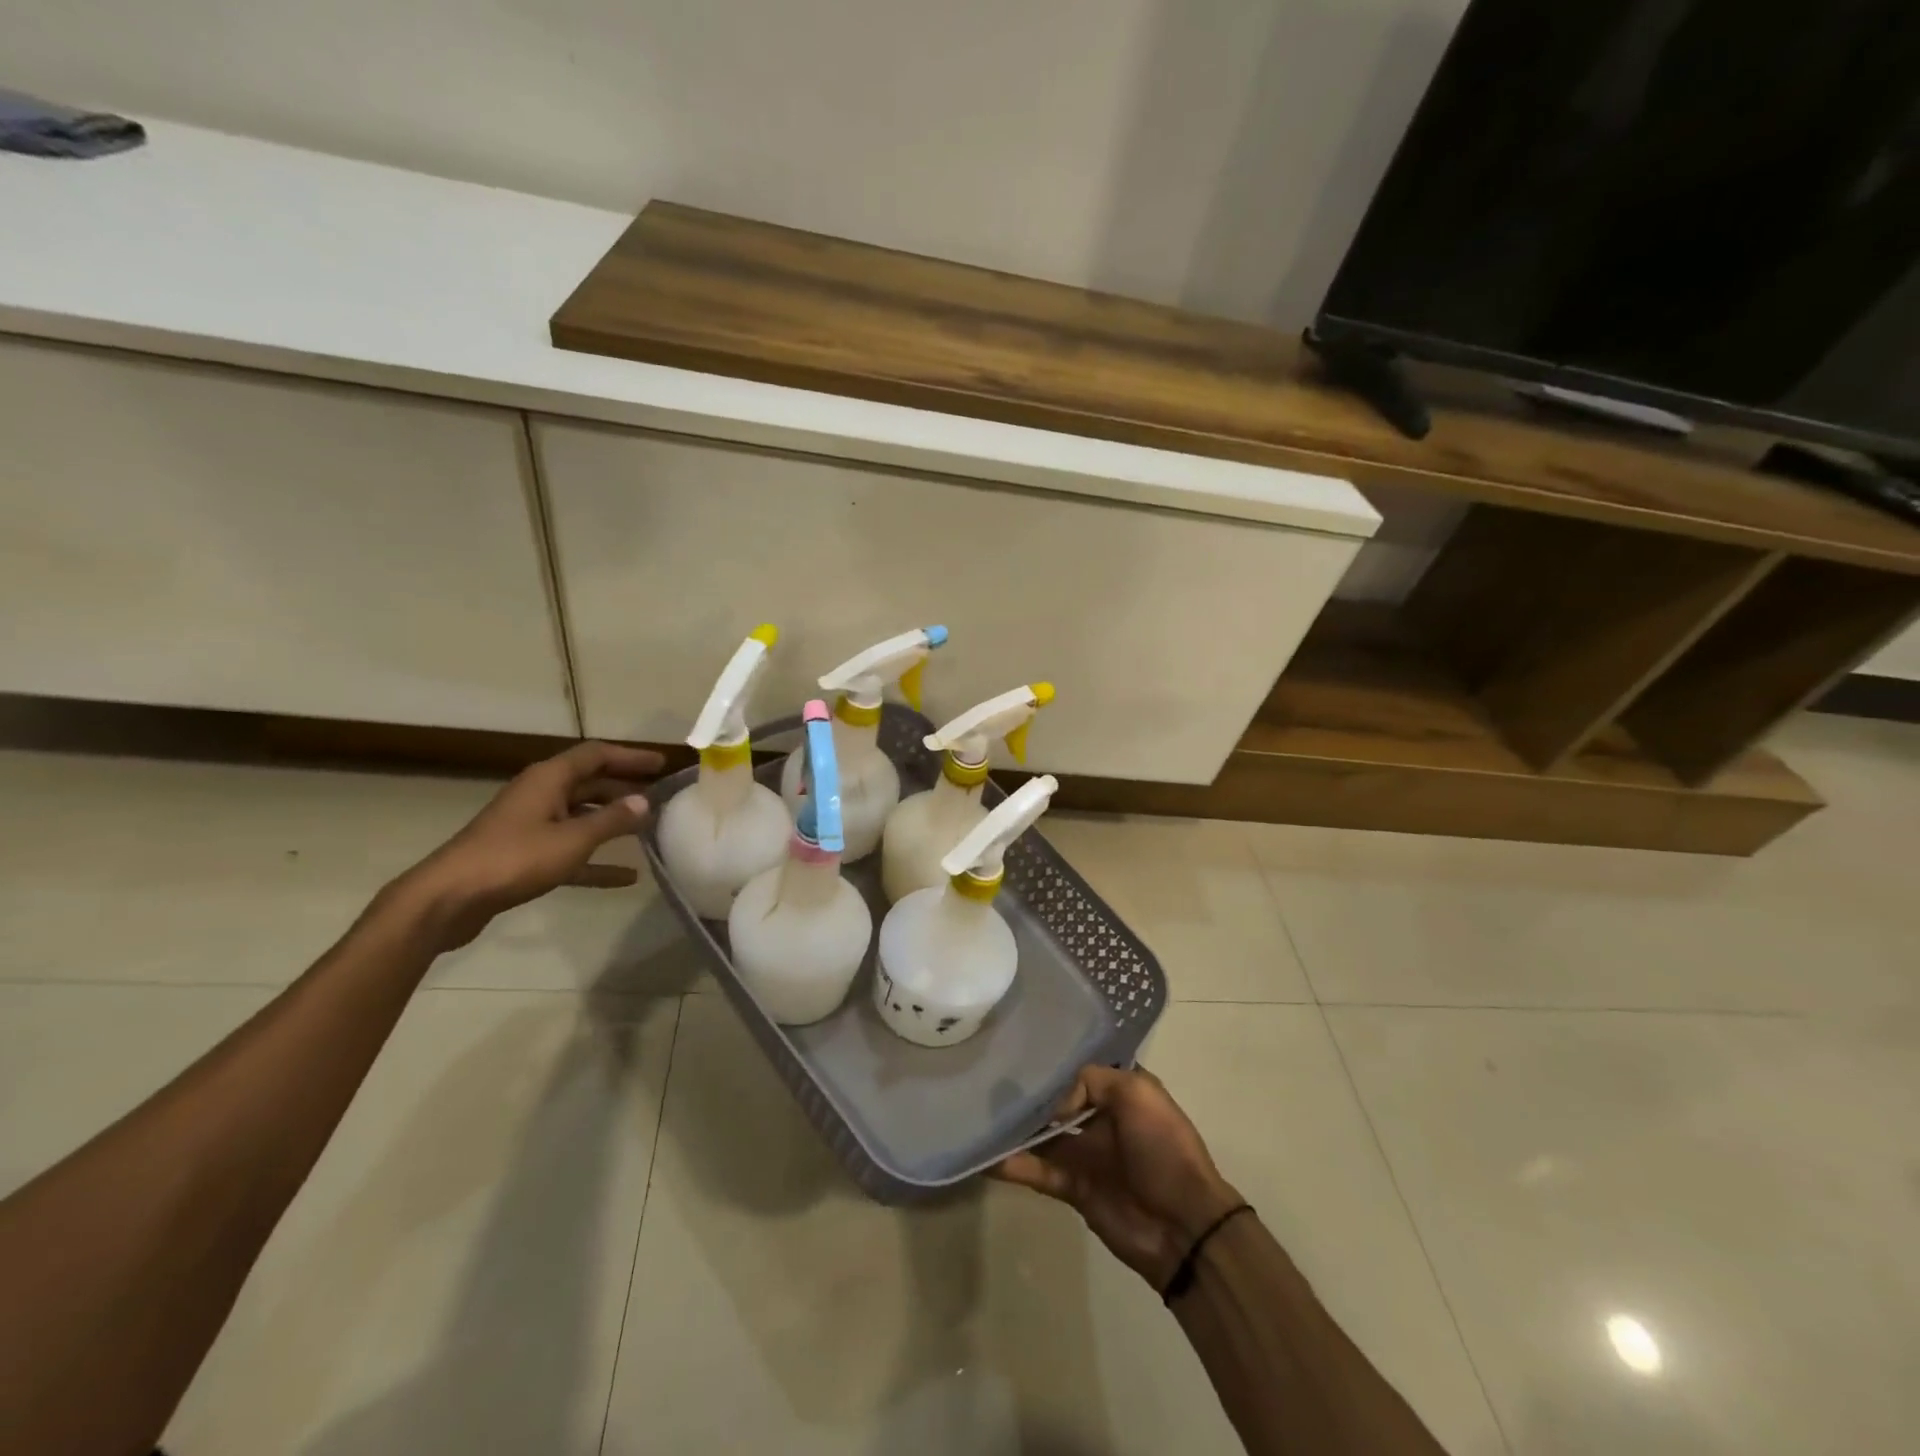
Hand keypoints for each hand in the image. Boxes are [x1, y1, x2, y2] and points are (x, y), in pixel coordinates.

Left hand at [387, 741, 664, 952]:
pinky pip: (571, 850)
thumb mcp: (573, 839)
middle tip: (661, 797)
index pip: (597, 755)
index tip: (662, 764)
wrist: (449, 899)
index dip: (631, 757)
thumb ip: (612, 820)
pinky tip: (626, 877)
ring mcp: (531, 825)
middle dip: (625, 788)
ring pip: (582, 816)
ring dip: (612, 822)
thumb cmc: (514, 859)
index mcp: (549, 779)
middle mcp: (540, 794)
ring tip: (648, 830)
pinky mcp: (525, 855)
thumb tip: (645, 801)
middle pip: (590, 783)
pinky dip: (597, 860)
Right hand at [992, 1065, 1240, 1288]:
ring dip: (1013, 1128)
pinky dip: (1012, 1165)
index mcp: (1118, 1090)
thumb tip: (1052, 1104)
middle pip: (1053, 1099)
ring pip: (1039, 1134)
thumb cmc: (1163, 1148)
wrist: (1183, 1226)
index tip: (1015, 1047)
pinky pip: (1036, 1170)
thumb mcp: (1137, 1093)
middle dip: (1025, 1092)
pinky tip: (984, 1157)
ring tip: (974, 1114)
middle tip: (984, 1079)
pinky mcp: (1071, 1186)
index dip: (1050, 1059)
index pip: (1077, 1067)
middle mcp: (1097, 1116)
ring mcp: (1083, 1153)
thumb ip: (1089, 1081)